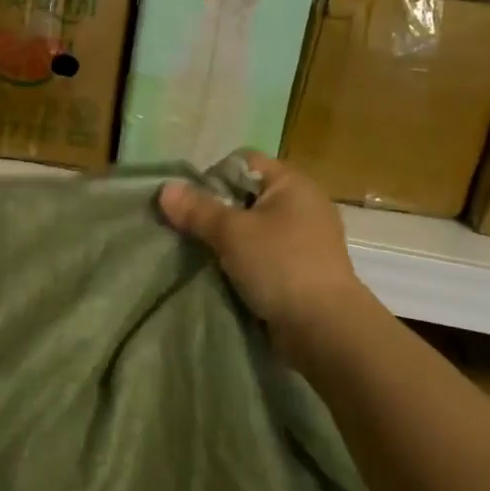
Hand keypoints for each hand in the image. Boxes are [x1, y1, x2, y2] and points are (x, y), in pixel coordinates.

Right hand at [158, 153, 368, 339]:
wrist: (324, 328)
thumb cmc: (279, 265)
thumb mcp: (231, 232)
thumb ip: (197, 210)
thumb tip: (165, 188)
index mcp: (292, 183)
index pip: (244, 162)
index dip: (213, 176)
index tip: (191, 203)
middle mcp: (303, 205)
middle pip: (247, 196)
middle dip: (216, 212)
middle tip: (189, 230)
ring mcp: (306, 239)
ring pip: (254, 228)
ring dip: (228, 241)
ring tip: (202, 255)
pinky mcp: (302, 270)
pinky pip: (264, 255)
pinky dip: (244, 262)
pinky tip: (224, 275)